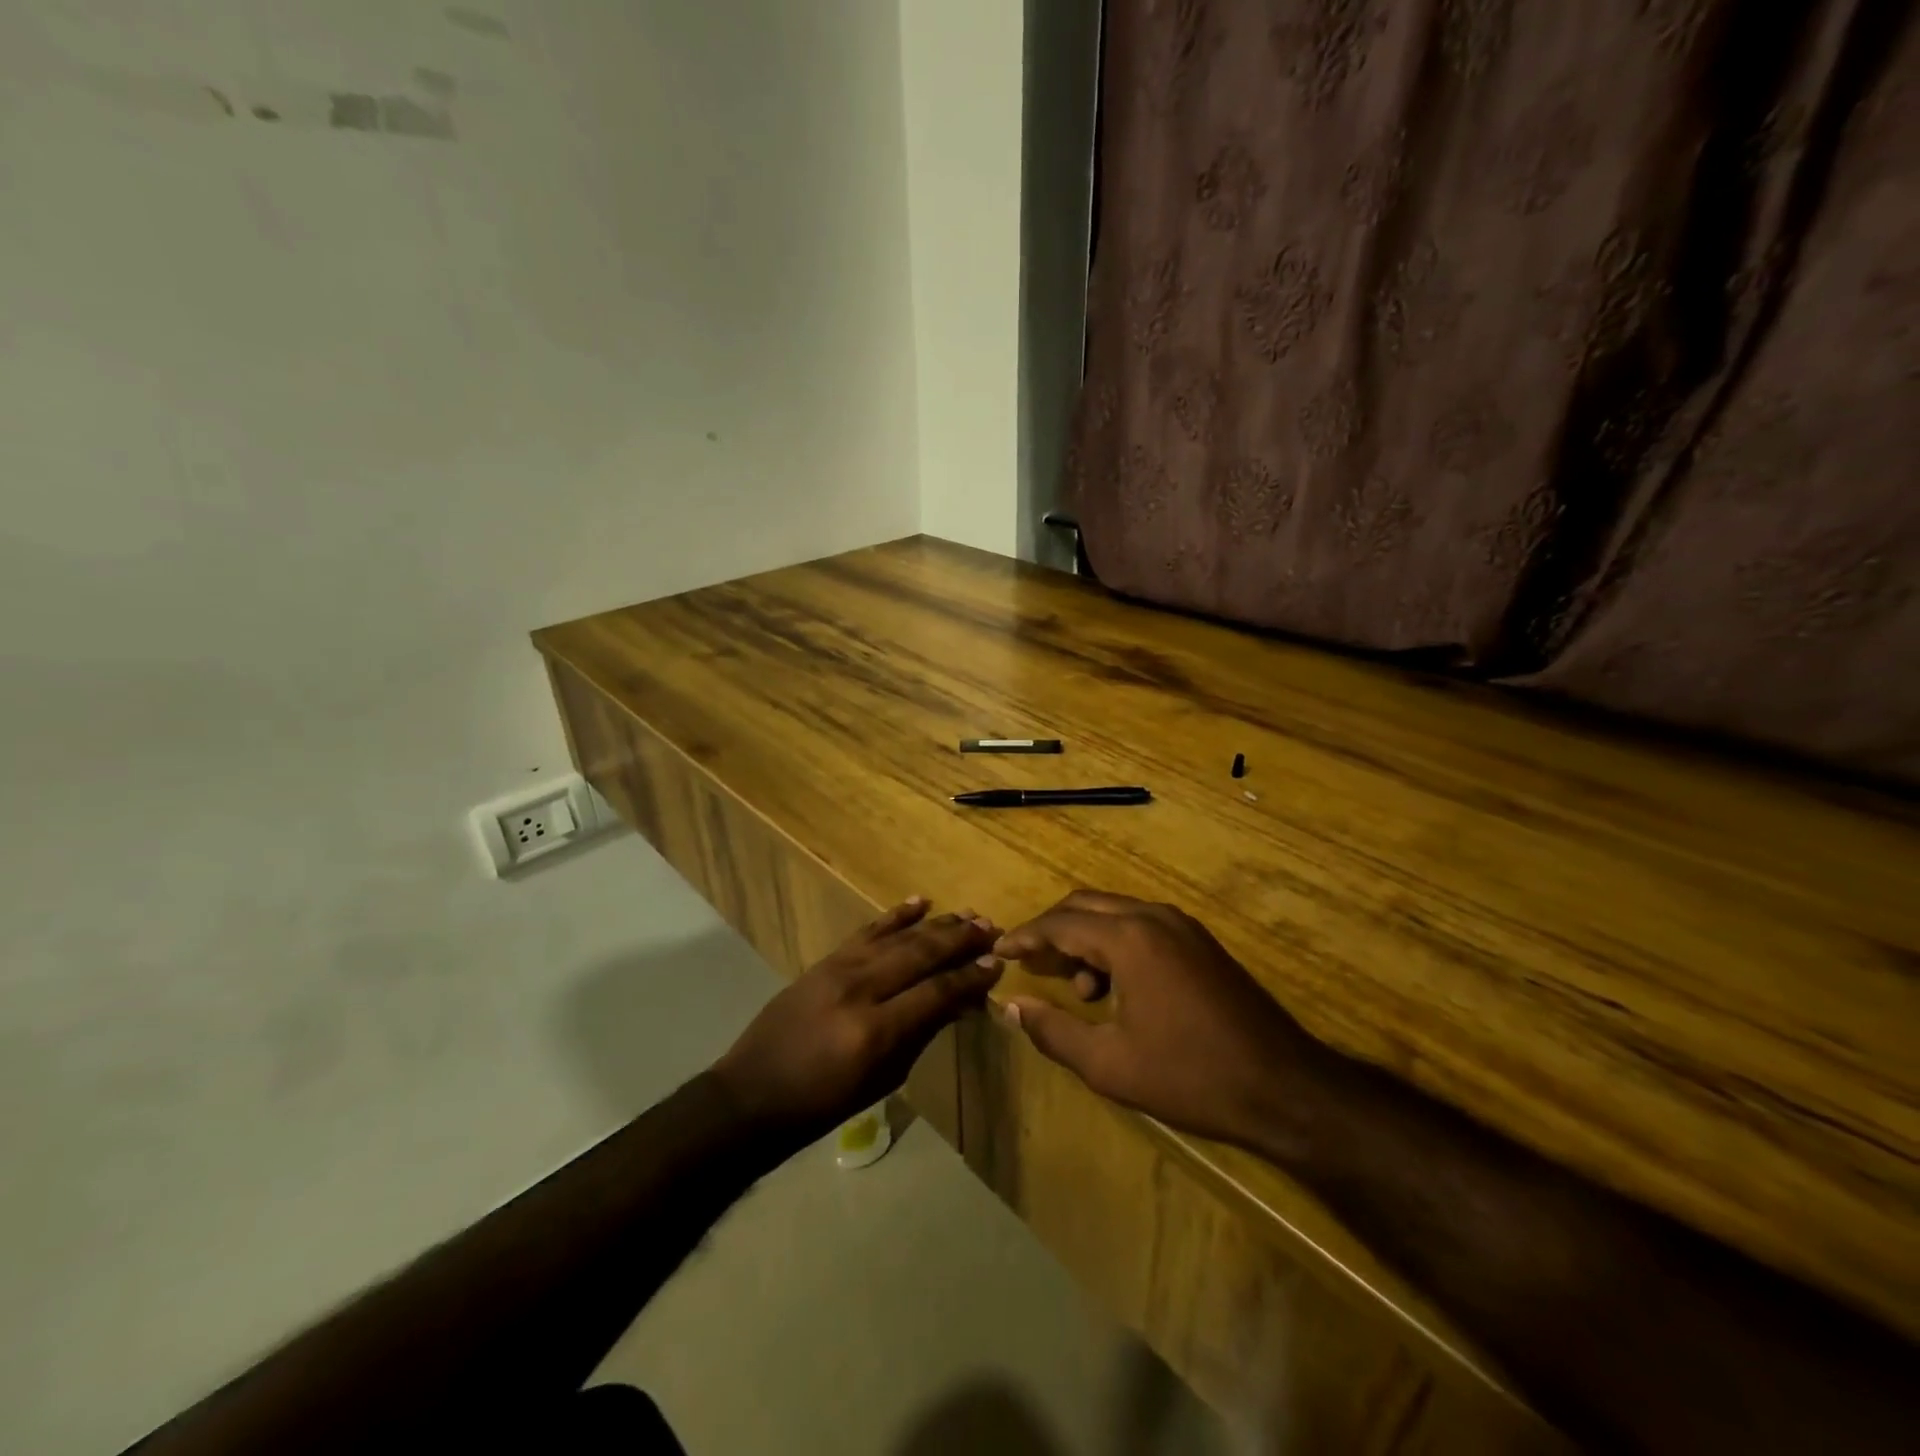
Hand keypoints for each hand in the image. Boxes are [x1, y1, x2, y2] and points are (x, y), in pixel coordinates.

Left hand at [712, 898, 999, 1144]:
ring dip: (937, 924)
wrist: (753, 1094)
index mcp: (876, 1031)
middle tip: (991, 929)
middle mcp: (860, 990)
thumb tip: (960, 1001)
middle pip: (920, 954)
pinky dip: (895, 915)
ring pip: (898, 937)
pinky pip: (867, 930)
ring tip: (969, 914)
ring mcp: (839, 969)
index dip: (970, 977)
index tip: (997, 964)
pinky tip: (920, 902)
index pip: (936, 992)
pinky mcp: (825, 960)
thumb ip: (923, 1033)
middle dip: (960, 940)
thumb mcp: (884, 1078)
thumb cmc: (824, 1104)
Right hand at [993, 890, 1324, 1149]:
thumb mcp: (1109, 1064)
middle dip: (1051, 929)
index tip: (998, 950)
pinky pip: (1141, 926)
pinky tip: (1116, 989)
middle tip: (1028, 960)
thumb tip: (1011, 1006)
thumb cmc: (1190, 1076)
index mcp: (1129, 938)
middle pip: (1085, 905)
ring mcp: (1182, 926)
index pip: (1060, 923)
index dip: (1024, 936)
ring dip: (1085, 938)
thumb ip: (1053, 1031)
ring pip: (1114, 913)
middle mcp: (1153, 917)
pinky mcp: (1200, 942)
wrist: (1285, 1087)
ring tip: (1079, 990)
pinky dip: (1114, 944)